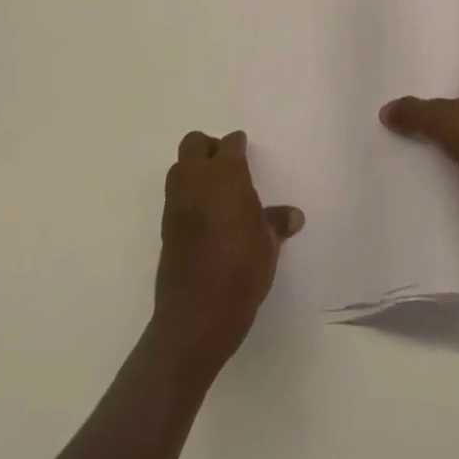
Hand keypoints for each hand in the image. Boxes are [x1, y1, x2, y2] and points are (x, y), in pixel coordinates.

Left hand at [152, 130, 302, 374]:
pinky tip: (204, 218)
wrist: (197, 315)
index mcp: (226, 174)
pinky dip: (187, 197)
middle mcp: (197, 179)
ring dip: (193, 170)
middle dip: (209, 148)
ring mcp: (176, 202)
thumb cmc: (241, 270)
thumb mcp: (268, 245)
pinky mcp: (165, 227)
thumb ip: (276, 223)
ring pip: (179, 167)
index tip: (246, 153)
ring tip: (214, 192)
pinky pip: (175, 196)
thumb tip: (294, 216)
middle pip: (194, 143)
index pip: (230, 143)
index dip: (239, 146)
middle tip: (227, 167)